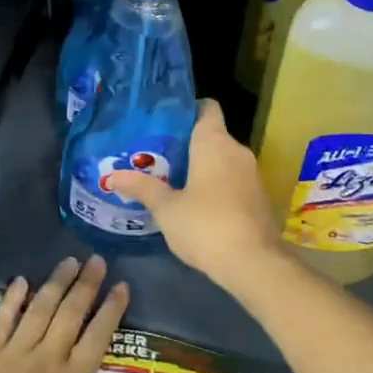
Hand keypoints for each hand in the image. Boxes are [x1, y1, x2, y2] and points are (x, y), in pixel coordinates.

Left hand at [0, 256, 134, 372]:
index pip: (97, 336)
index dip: (111, 309)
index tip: (122, 286)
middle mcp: (45, 360)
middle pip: (70, 313)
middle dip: (86, 284)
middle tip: (97, 260)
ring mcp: (12, 355)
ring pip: (39, 309)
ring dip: (56, 283)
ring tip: (69, 261)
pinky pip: (2, 320)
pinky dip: (13, 299)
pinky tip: (21, 281)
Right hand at [109, 99, 285, 289]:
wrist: (254, 264)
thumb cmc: (205, 225)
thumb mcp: (167, 209)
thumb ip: (142, 188)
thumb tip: (113, 176)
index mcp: (214, 142)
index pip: (207, 108)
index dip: (189, 109)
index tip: (167, 121)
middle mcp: (237, 150)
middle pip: (213, 135)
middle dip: (188, 144)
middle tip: (158, 155)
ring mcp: (252, 174)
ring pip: (223, 159)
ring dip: (203, 166)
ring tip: (173, 178)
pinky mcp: (259, 197)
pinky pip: (234, 180)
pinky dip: (218, 185)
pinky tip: (197, 203)